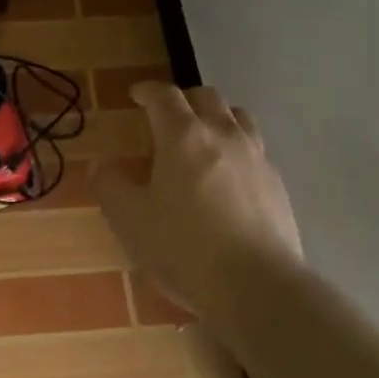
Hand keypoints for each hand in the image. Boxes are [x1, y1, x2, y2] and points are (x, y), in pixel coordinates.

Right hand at [92, 82, 303, 320]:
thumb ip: (110, 186)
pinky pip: (256, 149)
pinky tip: (228, 176)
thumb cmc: (185, 248)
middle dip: (183, 98)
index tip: (136, 94)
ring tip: (203, 137)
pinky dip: (237, 148)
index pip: (165, 95)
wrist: (259, 287)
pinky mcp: (277, 184)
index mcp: (184, 136)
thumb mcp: (130, 220)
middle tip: (167, 115)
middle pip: (207, 97)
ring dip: (216, 117)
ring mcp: (256, 158)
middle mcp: (223, 135)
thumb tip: (100, 164)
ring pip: (238, 117)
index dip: (148, 90)